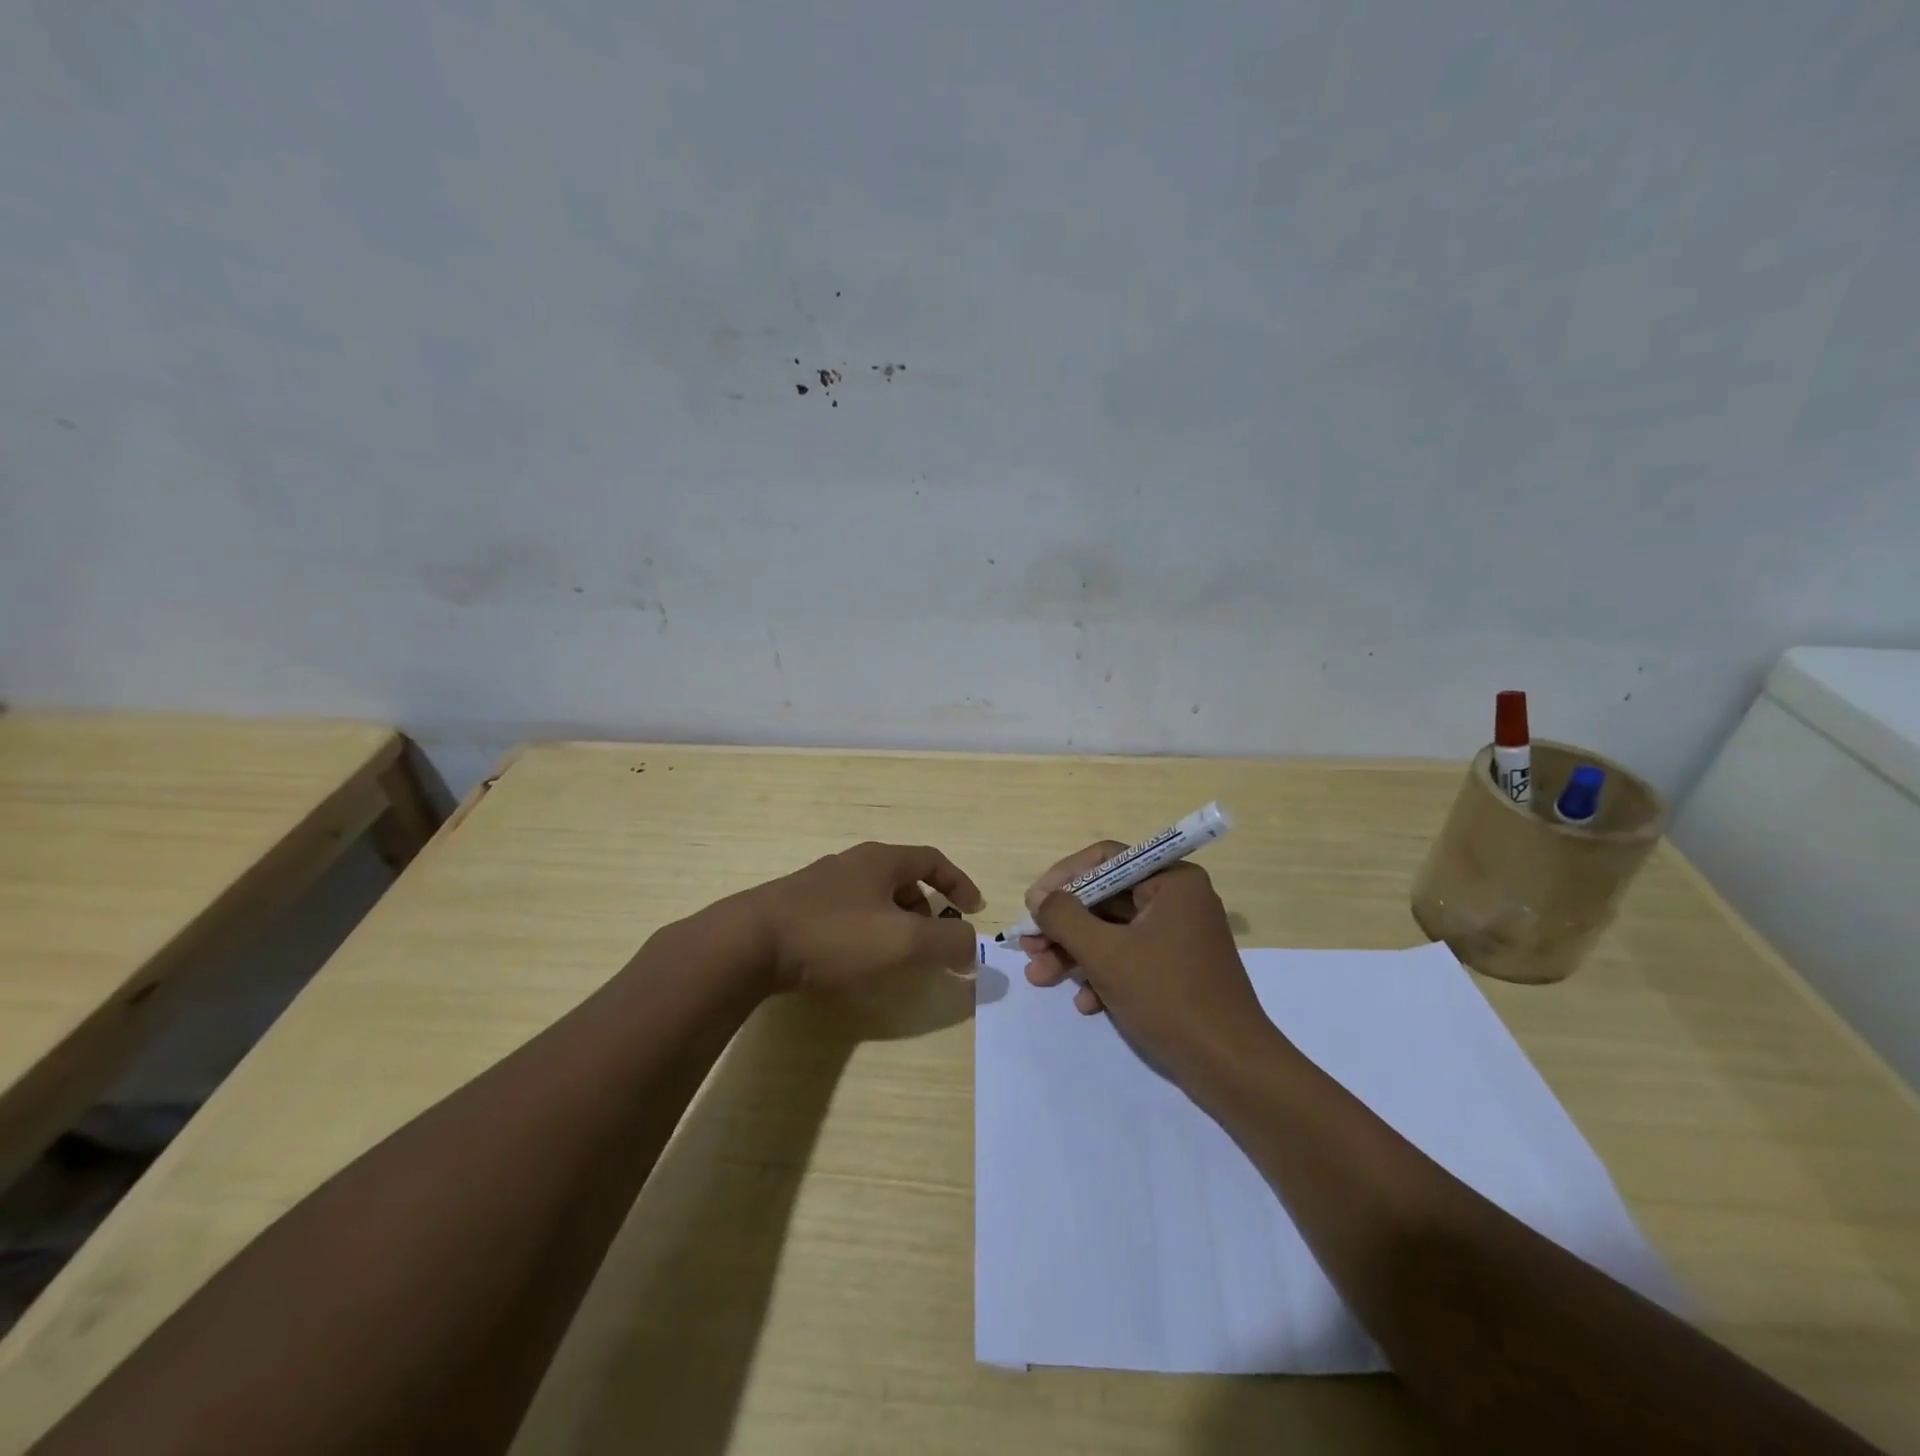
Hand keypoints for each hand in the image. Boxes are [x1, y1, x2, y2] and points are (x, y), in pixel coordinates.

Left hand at [739, 841, 984, 993]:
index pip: (932, 860)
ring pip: (871, 897)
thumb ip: (947, 943)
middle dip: (925, 908)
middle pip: (901, 877)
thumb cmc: (834, 935)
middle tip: (931, 940)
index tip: (975, 908)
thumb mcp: (903, 941)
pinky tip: (852, 961)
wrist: (749, 944)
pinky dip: (864, 932)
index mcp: (880, 860)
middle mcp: (851, 863)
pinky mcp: (795, 908)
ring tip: (893, 956)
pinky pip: (845, 914)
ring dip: (893, 921)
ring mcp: (819, 884)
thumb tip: (973, 947)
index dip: (958, 882)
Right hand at [1018, 842, 1271, 1082]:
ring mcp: (1178, 936)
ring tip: (1040, 978)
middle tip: (1028, 947)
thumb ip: (1065, 917)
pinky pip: (1129, 958)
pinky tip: (1085, 1004)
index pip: (1105, 859)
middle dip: (1063, 926)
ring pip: (1112, 932)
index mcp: (1171, 881)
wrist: (1229, 1067)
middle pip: (1105, 899)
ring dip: (1074, 953)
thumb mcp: (1105, 954)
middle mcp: (1177, 900)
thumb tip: (1040, 898)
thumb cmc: (1167, 997)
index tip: (1032, 905)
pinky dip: (1102, 975)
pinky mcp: (1176, 969)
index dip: (1062, 879)